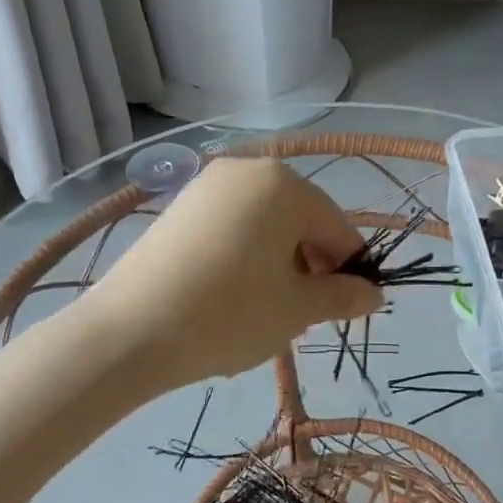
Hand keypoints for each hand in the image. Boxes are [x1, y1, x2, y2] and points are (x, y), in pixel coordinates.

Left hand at [82, 157, 383, 386]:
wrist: (129, 332)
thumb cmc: (230, 314)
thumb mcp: (297, 309)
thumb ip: (342, 296)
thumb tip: (374, 295)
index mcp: (284, 184)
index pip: (337, 226)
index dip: (350, 268)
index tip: (350, 307)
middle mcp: (247, 170)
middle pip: (300, 220)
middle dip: (312, 265)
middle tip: (305, 314)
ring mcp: (207, 185)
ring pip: (265, 224)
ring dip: (280, 262)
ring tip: (268, 309)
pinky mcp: (179, 206)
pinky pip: (231, 226)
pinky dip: (245, 254)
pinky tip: (233, 294)